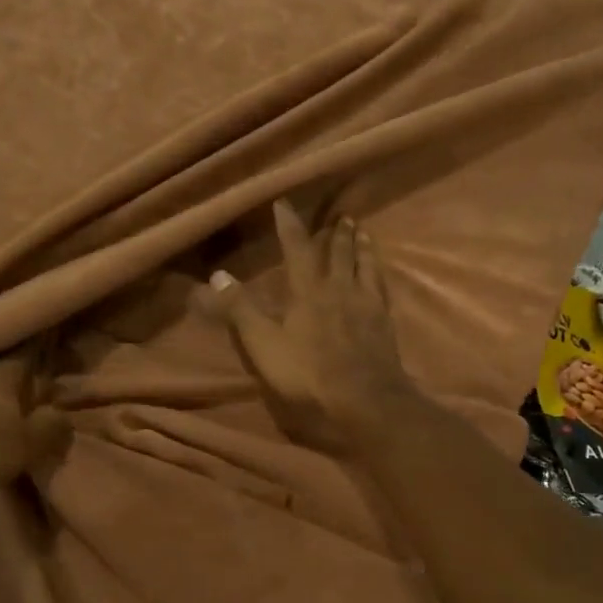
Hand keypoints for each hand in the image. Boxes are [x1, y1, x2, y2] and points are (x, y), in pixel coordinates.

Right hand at [203, 200, 415, 453]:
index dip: (289, 225)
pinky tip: (380, 276)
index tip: (284, 203)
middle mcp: (340, 289)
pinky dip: (379, 274)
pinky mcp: (384, 324)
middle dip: (335, 234)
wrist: (365, 398)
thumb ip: (241, 310)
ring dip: (362, 247)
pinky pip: (382, 289)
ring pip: (365, 266)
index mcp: (308, 291)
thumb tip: (217, 275)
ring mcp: (366, 305)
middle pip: (339, 254)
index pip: (297, 249)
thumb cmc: (308, 372)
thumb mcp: (264, 344)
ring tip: (363, 232)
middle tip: (340, 217)